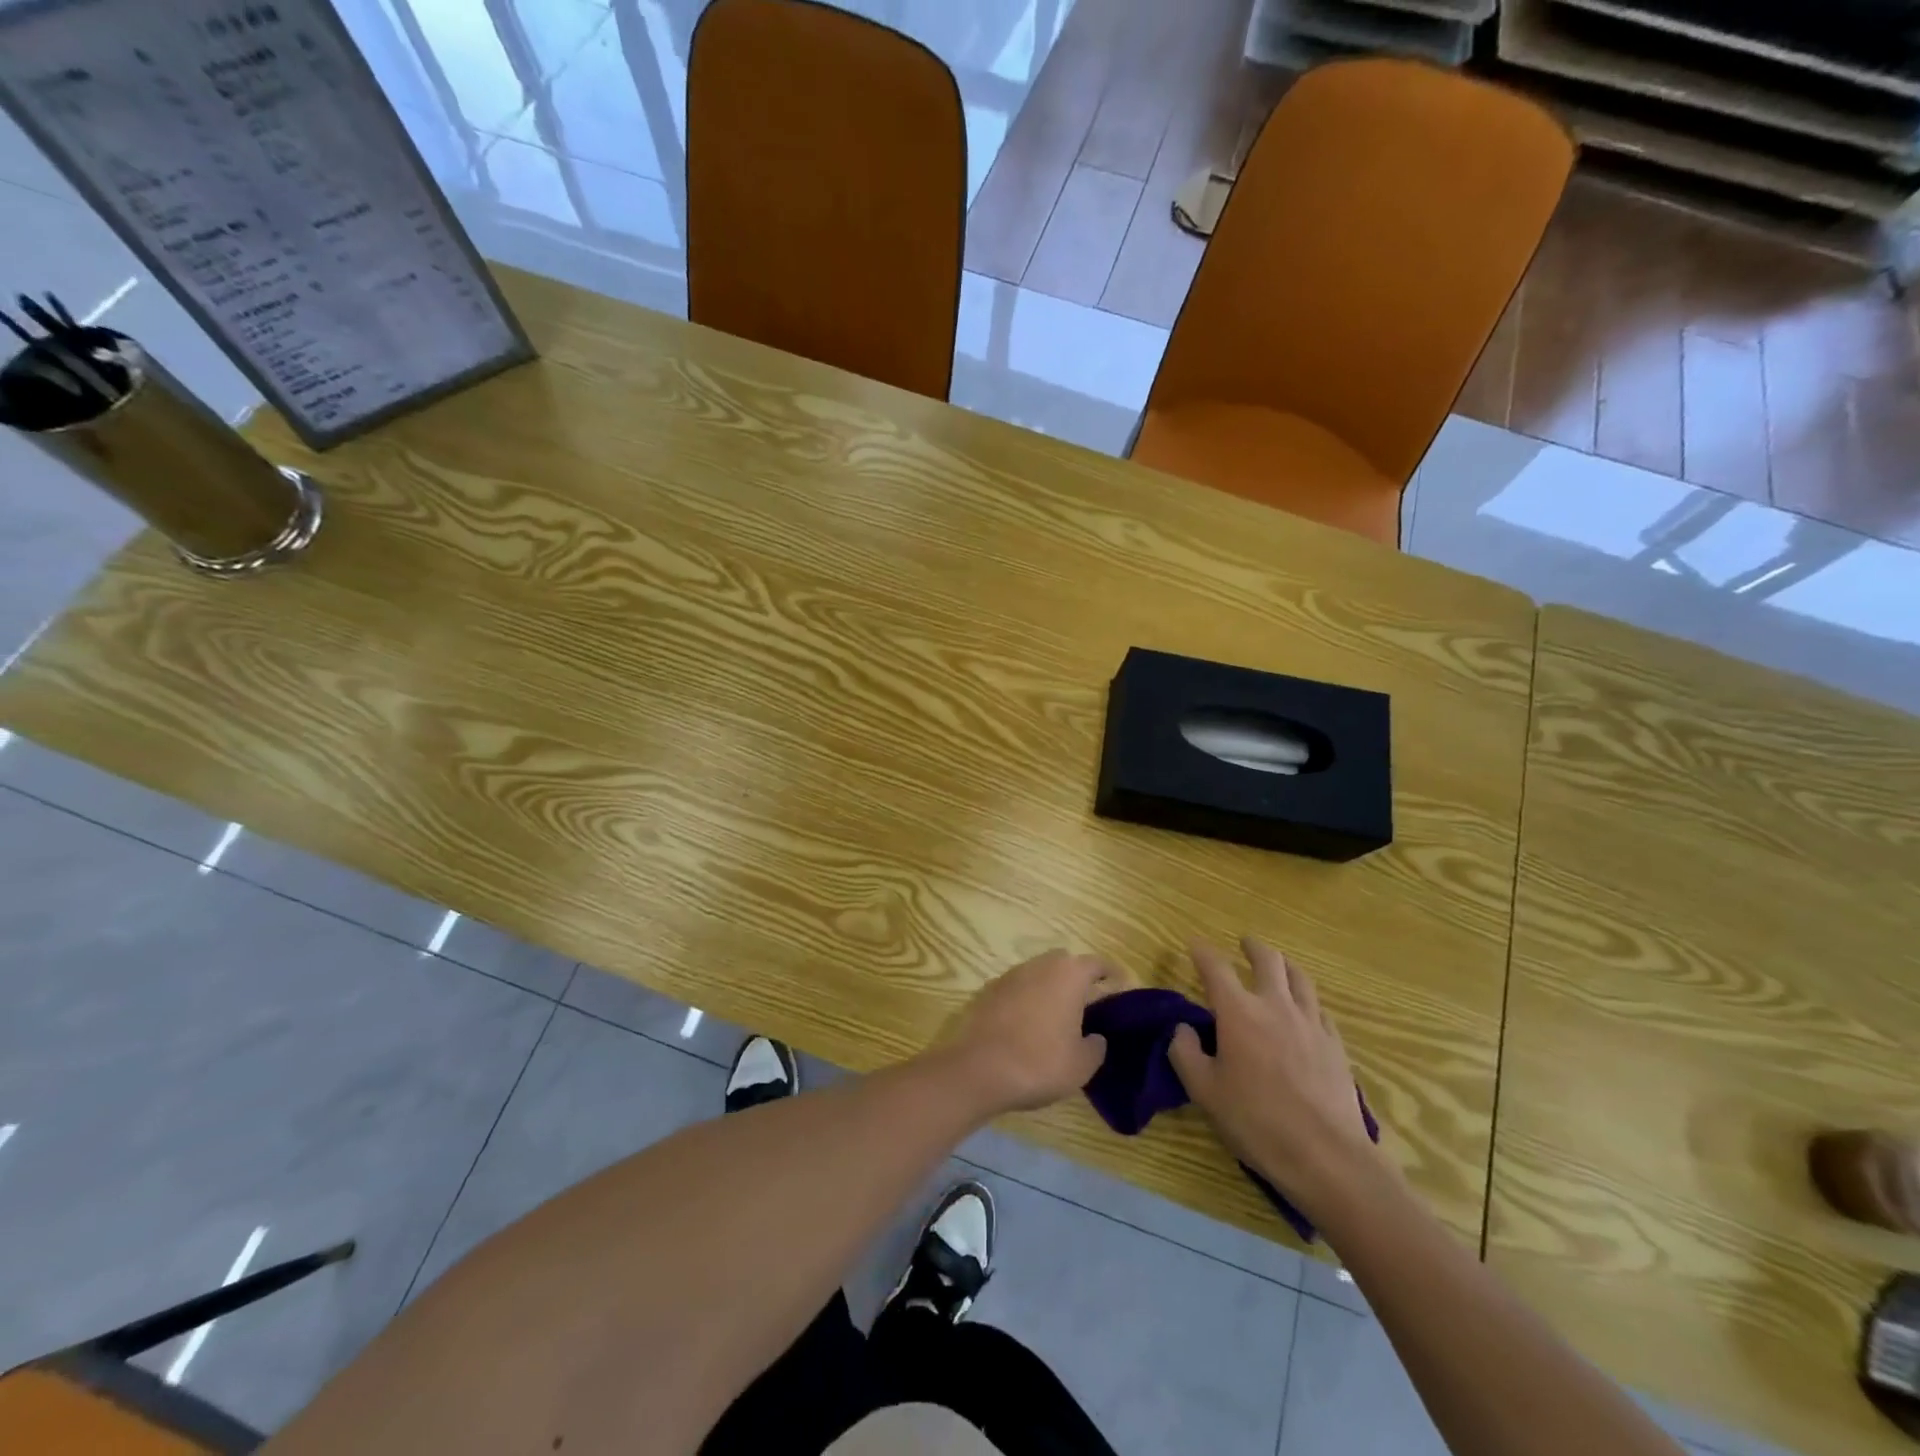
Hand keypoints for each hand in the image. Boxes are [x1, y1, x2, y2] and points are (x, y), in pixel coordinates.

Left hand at [936, 950, 1117, 1117]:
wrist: (978, 1069)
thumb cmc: (1039, 1063)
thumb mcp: (1082, 1065)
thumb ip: (1096, 1046)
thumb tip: (1094, 1037)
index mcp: (1068, 975)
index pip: (1097, 963)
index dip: (1112, 973)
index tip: (1122, 985)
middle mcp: (1039, 965)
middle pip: (1065, 962)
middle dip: (1078, 978)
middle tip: (1089, 1004)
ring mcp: (1010, 975)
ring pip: (1038, 973)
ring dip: (1050, 988)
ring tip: (1058, 1016)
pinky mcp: (988, 991)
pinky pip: (1017, 988)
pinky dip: (1027, 999)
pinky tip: (1028, 1025)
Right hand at [1168, 939, 1377, 1213]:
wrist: (1328, 1157)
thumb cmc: (1257, 1122)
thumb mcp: (1204, 1092)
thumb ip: (1185, 1053)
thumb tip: (1183, 1030)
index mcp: (1238, 1012)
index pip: (1216, 968)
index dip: (1202, 952)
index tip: (1194, 944)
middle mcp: (1275, 1006)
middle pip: (1267, 960)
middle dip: (1253, 947)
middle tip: (1244, 943)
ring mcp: (1310, 1023)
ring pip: (1299, 978)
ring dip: (1284, 965)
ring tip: (1278, 965)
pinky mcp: (1335, 1045)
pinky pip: (1319, 1009)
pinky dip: (1307, 1000)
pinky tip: (1305, 1011)